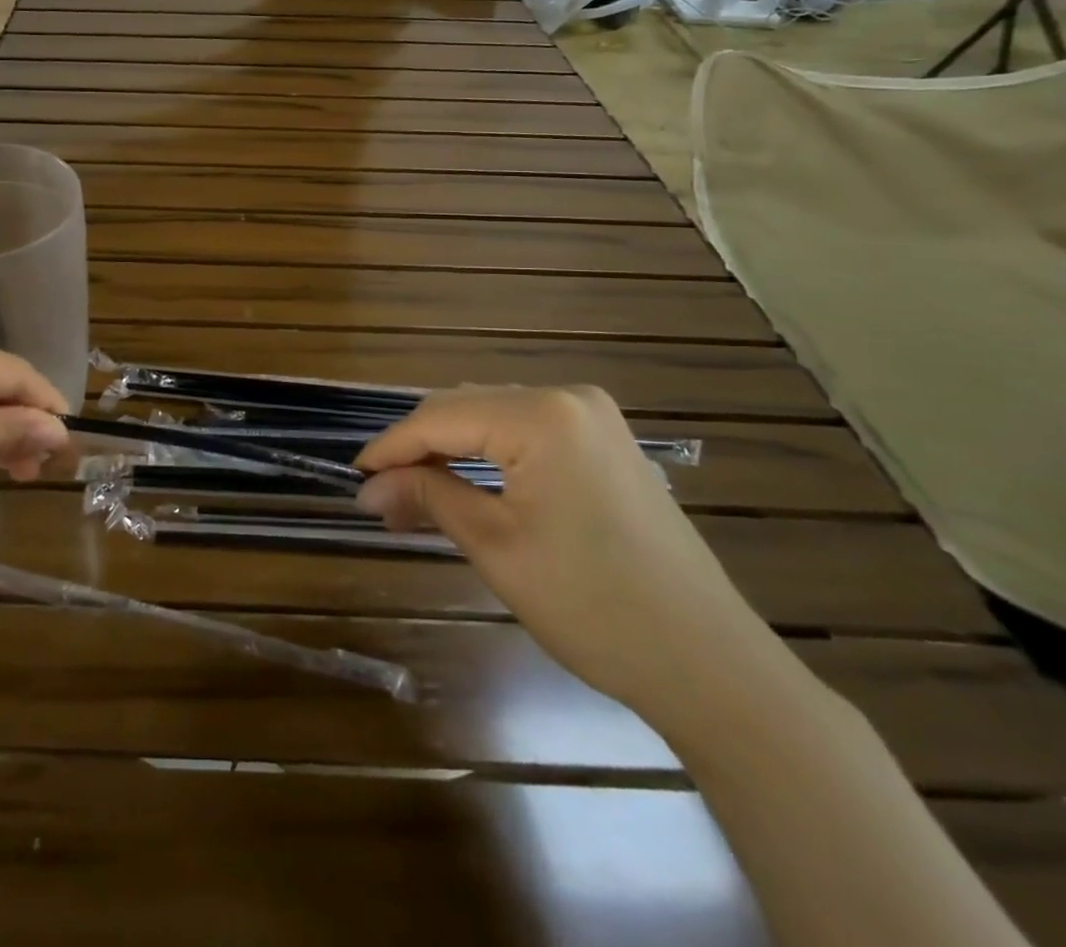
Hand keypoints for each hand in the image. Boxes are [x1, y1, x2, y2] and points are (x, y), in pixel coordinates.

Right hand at [356, 386, 792, 734]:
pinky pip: (527, 434)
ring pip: (494, 418)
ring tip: (413, 493)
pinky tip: (465, 484)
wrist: (710, 666)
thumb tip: (369, 488)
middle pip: (467, 408)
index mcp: (542, 414)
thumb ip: (428, 497)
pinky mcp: (607, 445)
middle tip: (381, 494)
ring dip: (451, 451)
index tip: (355, 475)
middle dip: (419, 448)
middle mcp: (569, 398)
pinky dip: (488, 456)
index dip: (391, 446)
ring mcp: (595, 419)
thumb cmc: (593, 606)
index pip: (441, 416)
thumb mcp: (495, 547)